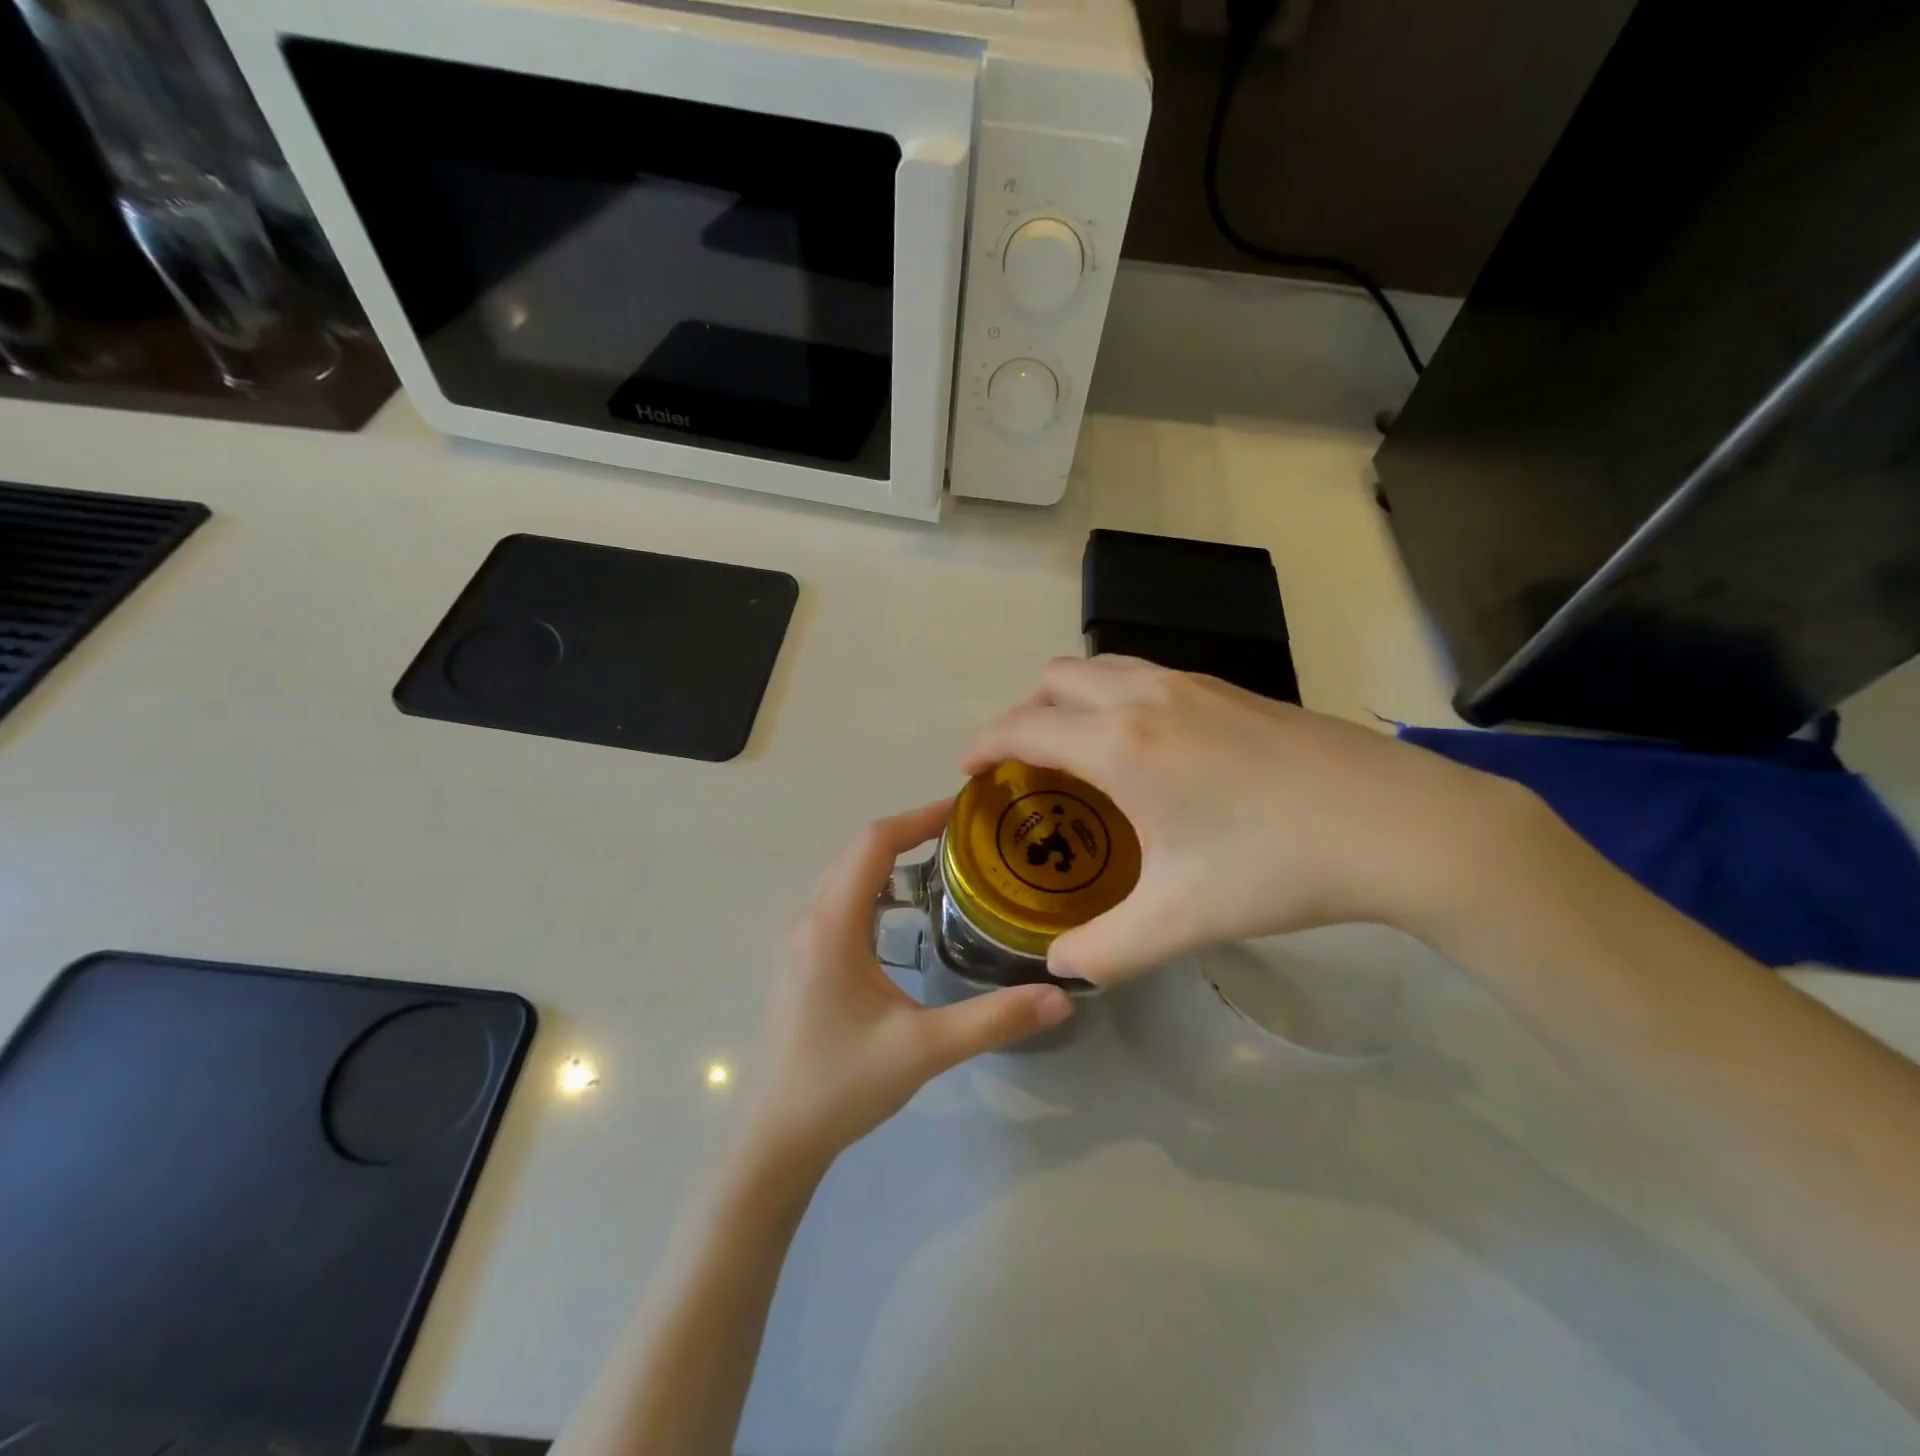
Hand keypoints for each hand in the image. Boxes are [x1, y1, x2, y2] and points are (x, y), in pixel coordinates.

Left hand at [742, 801, 1073, 1167]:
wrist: (774, 1139)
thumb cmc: (842, 1085)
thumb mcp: (924, 1050)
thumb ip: (993, 1020)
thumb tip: (1060, 996)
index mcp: (832, 925)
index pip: (874, 843)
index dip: (919, 818)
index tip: (964, 810)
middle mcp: (809, 920)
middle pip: (857, 851)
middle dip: (909, 833)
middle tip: (966, 837)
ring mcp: (799, 940)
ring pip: (844, 875)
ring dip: (888, 860)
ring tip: (942, 866)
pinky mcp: (800, 961)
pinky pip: (838, 901)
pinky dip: (873, 887)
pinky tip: (904, 917)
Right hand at [963, 657, 1547, 983]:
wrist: (1401, 824)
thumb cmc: (1278, 865)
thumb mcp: (1182, 919)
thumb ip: (1106, 950)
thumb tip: (1060, 967)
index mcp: (1122, 744)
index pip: (1024, 727)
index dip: (985, 745)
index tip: (968, 770)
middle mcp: (1147, 696)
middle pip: (1055, 679)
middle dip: (1023, 713)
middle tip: (1023, 765)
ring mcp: (1194, 683)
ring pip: (1102, 666)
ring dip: (1070, 698)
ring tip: (1076, 750)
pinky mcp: (1231, 689)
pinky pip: (1144, 673)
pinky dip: (1115, 695)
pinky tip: (1146, 747)